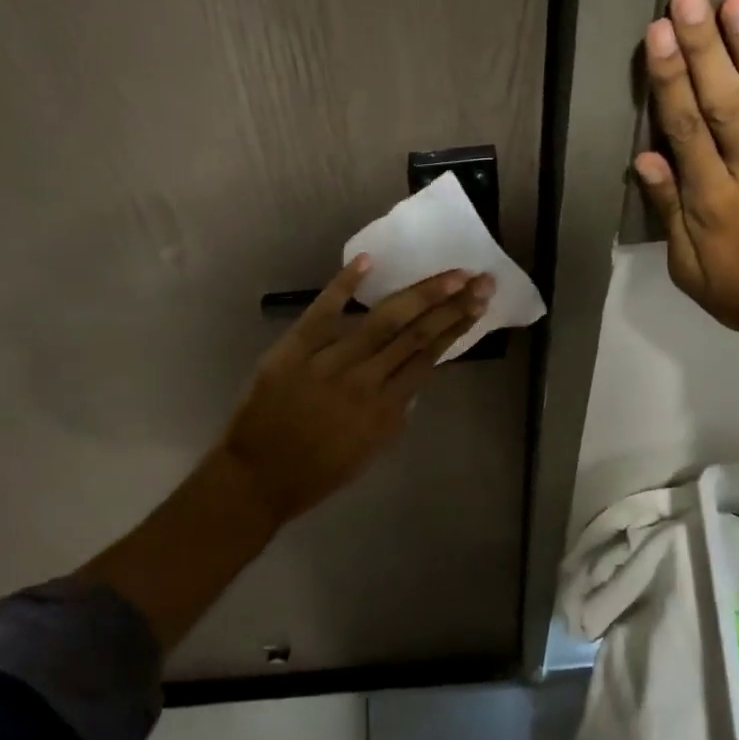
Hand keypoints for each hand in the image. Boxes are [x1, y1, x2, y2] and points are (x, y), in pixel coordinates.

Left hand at [216, 256, 492, 525]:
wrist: (257, 478)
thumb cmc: (318, 472)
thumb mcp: (371, 451)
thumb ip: (395, 412)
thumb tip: (412, 376)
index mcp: (386, 410)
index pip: (429, 357)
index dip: (457, 327)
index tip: (478, 303)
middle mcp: (365, 381)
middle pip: (416, 334)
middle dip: (452, 303)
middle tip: (481, 279)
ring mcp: (329, 362)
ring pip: (383, 320)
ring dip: (421, 293)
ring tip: (451, 274)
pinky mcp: (293, 349)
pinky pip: (323, 311)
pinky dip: (344, 285)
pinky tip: (370, 261)